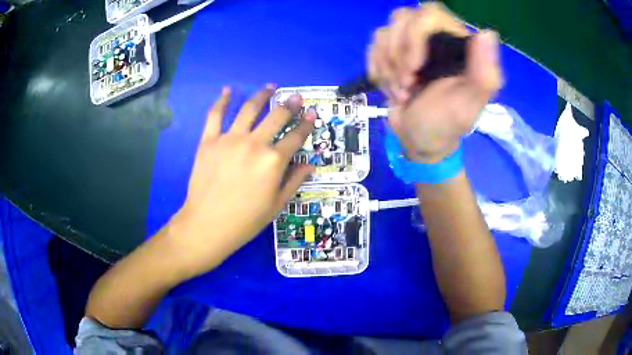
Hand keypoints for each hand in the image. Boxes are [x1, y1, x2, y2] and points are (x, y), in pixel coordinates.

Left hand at [168, 85, 315, 276]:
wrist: (207, 225)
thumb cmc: (245, 220)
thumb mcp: (277, 204)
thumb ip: (294, 180)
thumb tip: (310, 164)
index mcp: (273, 161)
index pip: (296, 136)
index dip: (307, 123)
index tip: (313, 113)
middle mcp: (254, 144)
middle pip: (276, 117)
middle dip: (290, 105)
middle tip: (296, 96)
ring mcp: (229, 139)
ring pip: (249, 109)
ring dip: (262, 96)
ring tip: (270, 87)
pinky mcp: (209, 140)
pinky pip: (215, 115)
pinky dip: (222, 101)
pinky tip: (227, 91)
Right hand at [368, 4, 501, 162]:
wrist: (418, 141)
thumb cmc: (446, 125)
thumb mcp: (469, 105)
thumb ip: (484, 73)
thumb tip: (487, 34)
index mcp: (457, 44)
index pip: (429, 14)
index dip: (415, 36)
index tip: (415, 68)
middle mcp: (434, 37)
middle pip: (402, 18)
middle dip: (398, 54)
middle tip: (408, 84)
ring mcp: (411, 43)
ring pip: (384, 32)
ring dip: (388, 67)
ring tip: (403, 91)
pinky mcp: (392, 52)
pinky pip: (373, 46)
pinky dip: (378, 70)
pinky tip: (392, 87)